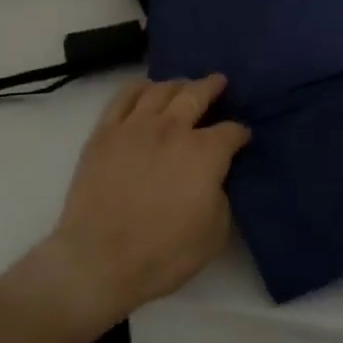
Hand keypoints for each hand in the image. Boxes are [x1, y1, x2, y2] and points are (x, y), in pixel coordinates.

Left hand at [40, 75, 249, 331]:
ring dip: (177, 85)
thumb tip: (215, 179)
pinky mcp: (105, 132)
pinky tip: (144, 90)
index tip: (242, 137)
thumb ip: (221, 196)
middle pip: (197, 94)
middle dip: (212, 87)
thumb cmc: (164, 254)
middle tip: (219, 82)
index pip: (231, 131)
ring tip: (182, 86)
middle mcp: (173, 129)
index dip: (240, 133)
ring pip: (160, 90)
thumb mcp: (214, 233)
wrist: (100, 260)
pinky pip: (123, 97)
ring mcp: (136, 126)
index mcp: (205, 153)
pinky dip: (139, 88)